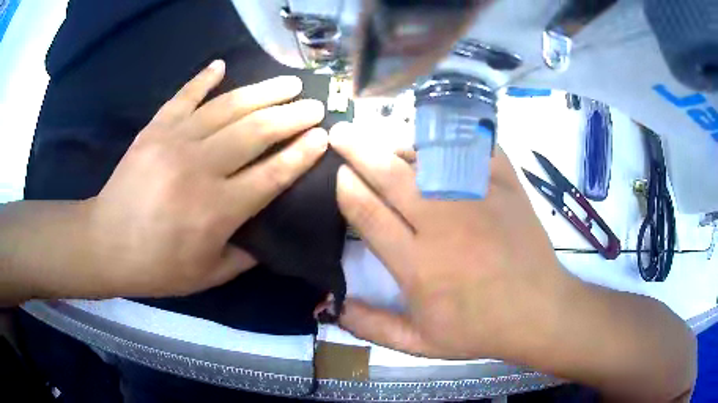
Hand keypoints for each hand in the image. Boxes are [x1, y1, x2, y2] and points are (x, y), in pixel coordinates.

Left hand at [87, 61, 327, 296]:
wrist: (106, 243)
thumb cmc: (157, 265)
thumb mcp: (208, 275)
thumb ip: (245, 255)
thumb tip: (271, 235)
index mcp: (216, 210)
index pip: (271, 174)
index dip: (301, 154)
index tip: (323, 136)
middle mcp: (200, 168)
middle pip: (256, 132)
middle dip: (292, 116)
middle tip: (314, 105)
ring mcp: (175, 141)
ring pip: (227, 107)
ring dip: (263, 92)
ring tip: (288, 82)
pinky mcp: (155, 128)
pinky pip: (184, 96)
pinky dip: (203, 78)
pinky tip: (221, 66)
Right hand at [330, 122, 566, 358]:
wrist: (538, 311)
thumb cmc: (479, 329)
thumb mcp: (419, 343)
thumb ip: (371, 326)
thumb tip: (330, 304)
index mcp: (418, 265)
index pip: (369, 214)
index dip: (348, 188)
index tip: (338, 173)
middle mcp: (444, 224)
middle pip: (391, 176)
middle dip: (358, 150)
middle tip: (340, 133)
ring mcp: (478, 198)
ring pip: (429, 156)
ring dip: (400, 145)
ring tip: (386, 144)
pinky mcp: (506, 184)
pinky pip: (473, 147)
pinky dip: (450, 139)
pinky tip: (438, 142)